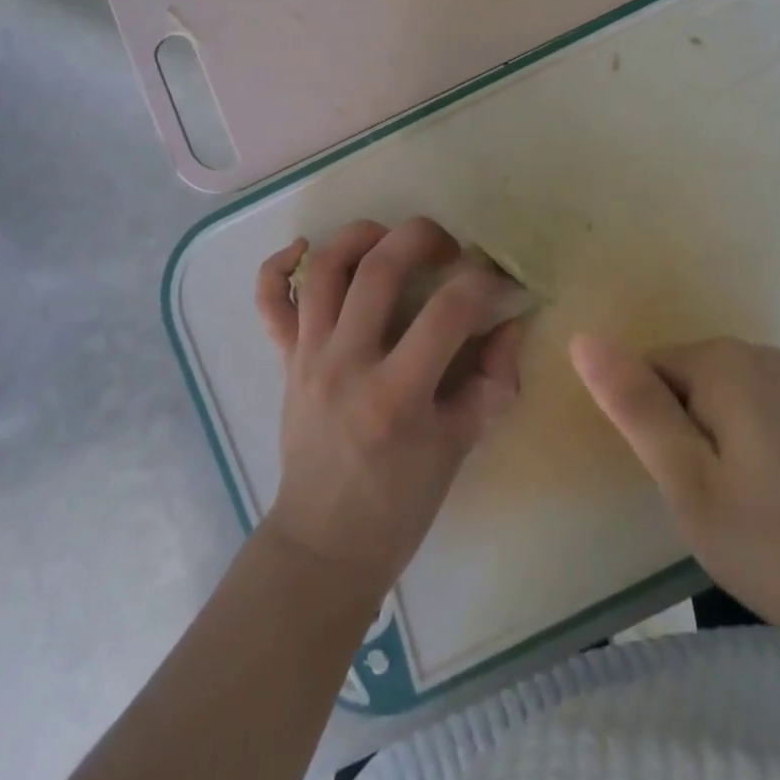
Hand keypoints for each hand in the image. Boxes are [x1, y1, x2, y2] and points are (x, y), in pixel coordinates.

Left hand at [254, 218, 524, 601]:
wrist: (323, 544)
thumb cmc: (398, 505)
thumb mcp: (459, 450)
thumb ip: (492, 383)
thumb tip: (509, 323)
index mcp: (396, 396)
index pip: (449, 312)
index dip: (485, 285)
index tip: (500, 285)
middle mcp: (346, 364)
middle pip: (379, 269)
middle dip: (422, 237)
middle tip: (448, 247)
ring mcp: (308, 357)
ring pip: (324, 269)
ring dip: (359, 235)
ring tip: (389, 238)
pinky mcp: (285, 360)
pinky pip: (269, 301)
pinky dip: (280, 265)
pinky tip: (306, 248)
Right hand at [571, 334, 779, 684]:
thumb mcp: (693, 485)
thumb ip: (635, 408)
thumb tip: (582, 337)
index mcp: (719, 361)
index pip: (640, 374)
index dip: (647, 434)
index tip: (676, 488)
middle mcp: (754, 354)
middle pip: (677, 387)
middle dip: (678, 443)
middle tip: (710, 510)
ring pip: (711, 409)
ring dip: (710, 455)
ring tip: (742, 515)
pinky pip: (748, 421)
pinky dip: (744, 459)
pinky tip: (777, 509)